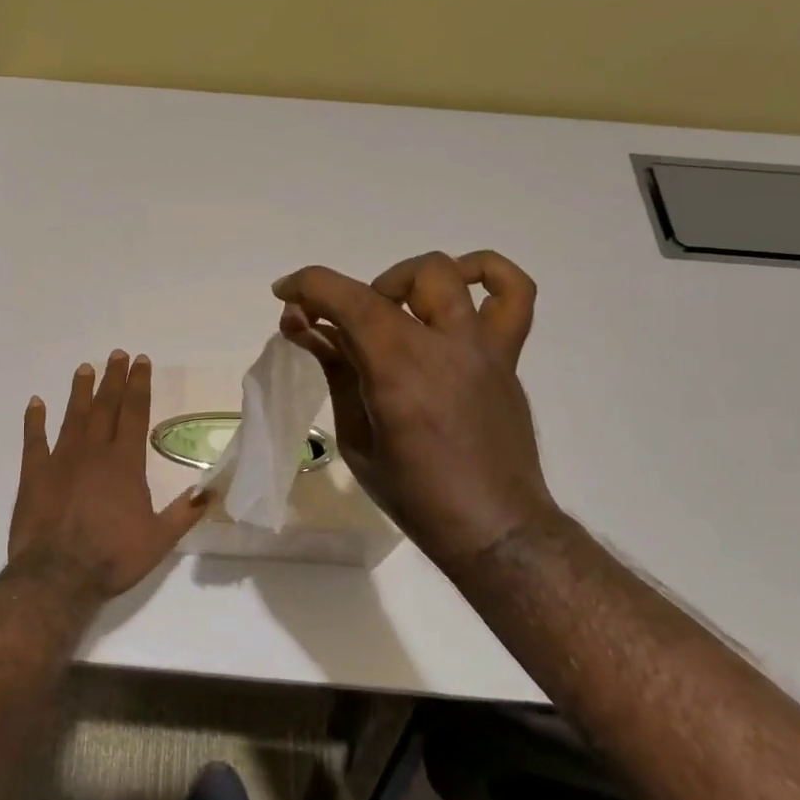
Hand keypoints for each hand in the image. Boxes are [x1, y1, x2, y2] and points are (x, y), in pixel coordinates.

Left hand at [8, 351, 210, 599]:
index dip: (139, 385)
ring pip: (73, 416)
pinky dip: (34, 421)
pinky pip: (34, 440)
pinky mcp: (34, 474)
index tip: (141, 362)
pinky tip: (35, 403)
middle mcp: (93, 452)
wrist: (58, 575)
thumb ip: (184, 513)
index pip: (134, 413)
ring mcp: (60, 460)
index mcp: (125, 463)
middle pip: (105, 406)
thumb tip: (209, 491)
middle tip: (117, 354)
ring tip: (85, 368)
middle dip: (113, 379)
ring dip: (80, 392)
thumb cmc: (112, 557)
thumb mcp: (159, 540)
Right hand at [273, 251, 555, 562]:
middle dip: (351, 293)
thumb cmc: (414, 494)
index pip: (350, 302)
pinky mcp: (506, 356)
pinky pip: (515, 295)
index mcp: (399, 373)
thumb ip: (336, 372)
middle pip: (391, 283)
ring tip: (393, 309)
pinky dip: (487, 274)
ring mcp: (482, 348)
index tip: (285, 294)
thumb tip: (306, 328)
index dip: (309, 286)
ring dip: (405, 281)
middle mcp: (443, 348)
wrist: (493, 525)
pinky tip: (459, 288)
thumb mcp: (357, 438)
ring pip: (446, 274)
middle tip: (342, 329)